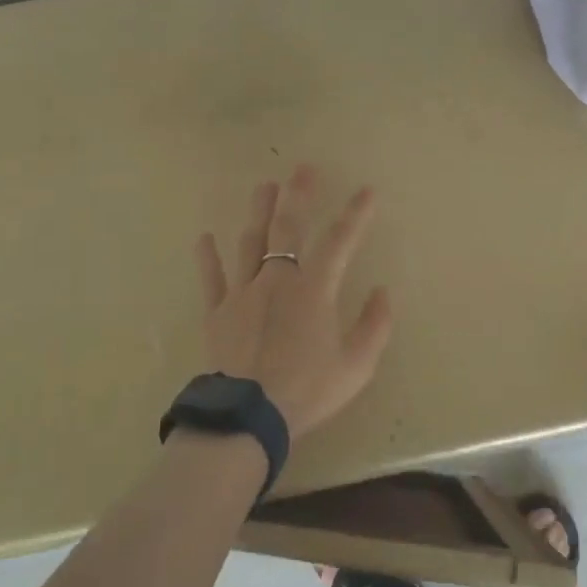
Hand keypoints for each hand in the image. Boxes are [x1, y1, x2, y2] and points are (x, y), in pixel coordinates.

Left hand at [192, 165, 395, 440]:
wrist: (249, 416)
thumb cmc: (307, 390)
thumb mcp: (356, 366)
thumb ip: (374, 326)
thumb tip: (382, 291)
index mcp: (313, 290)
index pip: (339, 242)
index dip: (355, 214)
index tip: (367, 191)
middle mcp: (277, 280)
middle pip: (288, 229)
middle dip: (297, 196)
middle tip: (302, 169)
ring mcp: (243, 293)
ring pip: (250, 243)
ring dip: (258, 212)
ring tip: (264, 186)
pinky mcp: (217, 312)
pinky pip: (212, 278)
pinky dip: (208, 257)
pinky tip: (204, 237)